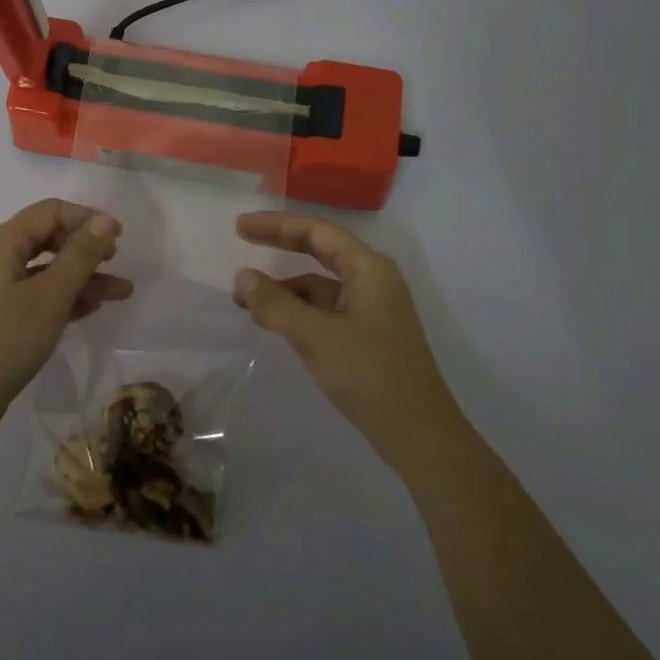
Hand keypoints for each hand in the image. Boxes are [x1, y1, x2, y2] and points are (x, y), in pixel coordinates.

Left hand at [0, 199, 131, 440]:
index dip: (86, 219)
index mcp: (0, 242)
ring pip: (41, 271)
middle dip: (86, 250)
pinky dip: (60, 298)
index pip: (49, 212)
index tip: (119, 238)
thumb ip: (81, 255)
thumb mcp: (51, 295)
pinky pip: (31, 295)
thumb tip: (104, 220)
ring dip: (79, 278)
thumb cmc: (5, 339)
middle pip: (45, 239)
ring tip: (119, 294)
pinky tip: (88, 310)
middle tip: (116, 263)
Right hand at [233, 211, 456, 469]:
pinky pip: (325, 310)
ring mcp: (371, 309)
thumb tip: (243, 278)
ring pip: (320, 285)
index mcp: (368, 269)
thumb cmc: (369, 373)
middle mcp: (372, 281)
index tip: (240, 227)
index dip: (277, 225)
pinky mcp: (367, 335)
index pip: (317, 232)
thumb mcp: (315, 336)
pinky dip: (297, 310)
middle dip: (281, 245)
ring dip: (285, 287)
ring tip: (245, 300)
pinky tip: (275, 323)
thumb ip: (276, 304)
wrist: (418, 434)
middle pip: (320, 250)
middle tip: (242, 240)